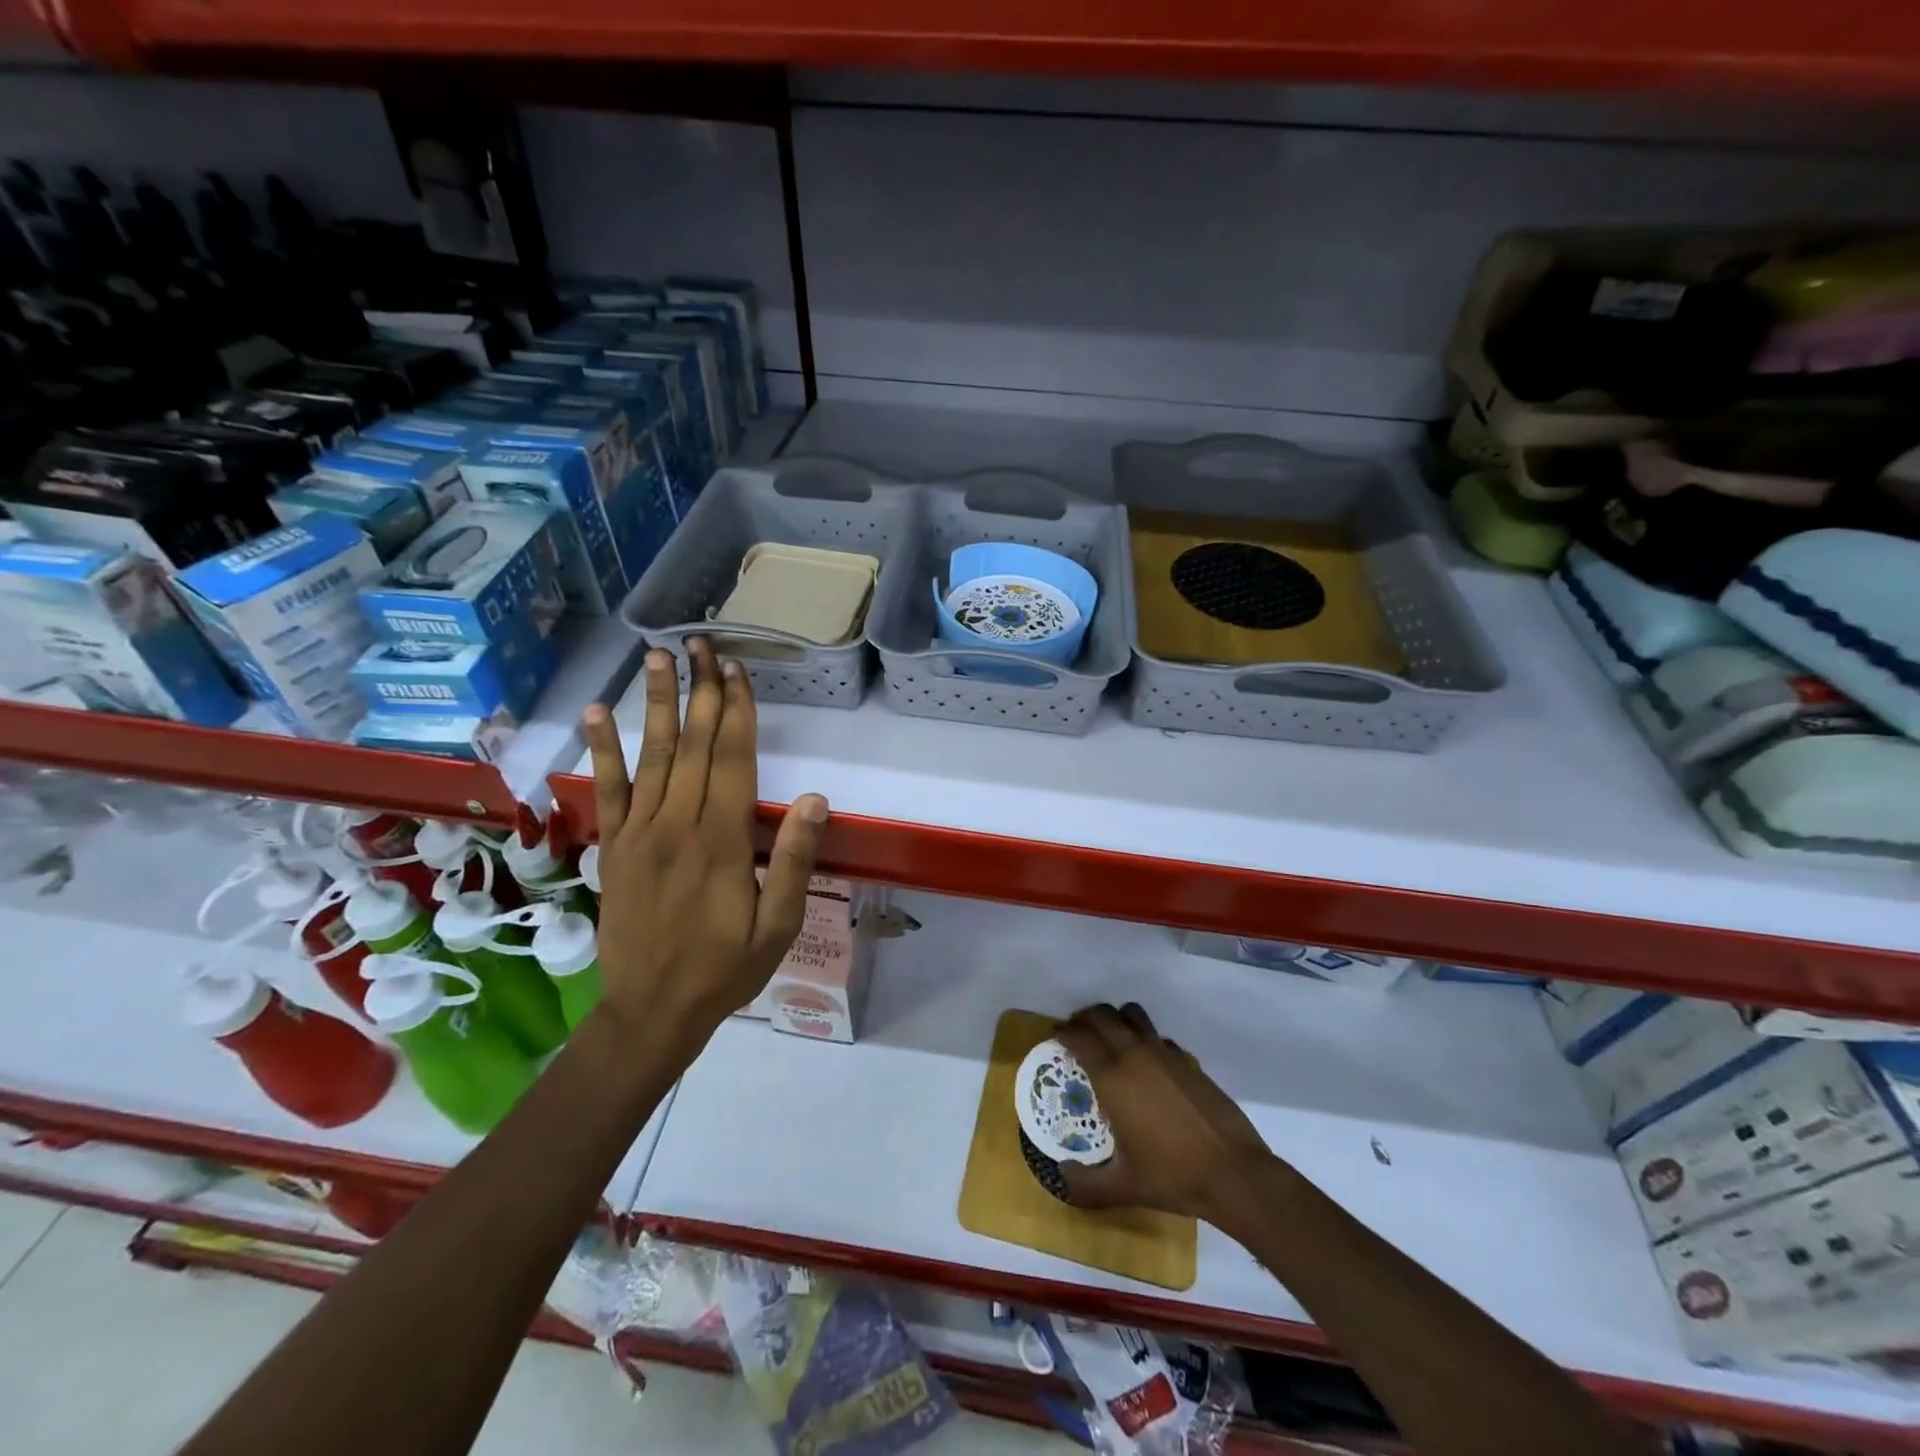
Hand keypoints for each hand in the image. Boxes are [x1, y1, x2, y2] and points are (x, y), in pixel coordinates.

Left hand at [581, 639, 828, 1038]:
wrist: (652, 1011)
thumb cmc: (726, 969)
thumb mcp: (778, 925)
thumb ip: (792, 860)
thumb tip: (815, 800)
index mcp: (721, 840)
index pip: (732, 759)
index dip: (737, 711)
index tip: (736, 670)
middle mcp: (677, 824)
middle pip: (692, 745)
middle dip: (700, 691)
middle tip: (701, 644)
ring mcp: (638, 833)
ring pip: (650, 756)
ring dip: (654, 704)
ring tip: (656, 658)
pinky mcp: (612, 848)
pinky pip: (606, 791)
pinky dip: (601, 751)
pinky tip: (595, 715)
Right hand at [1055, 1003, 1274, 1222]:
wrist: (1233, 1172)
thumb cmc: (1172, 1176)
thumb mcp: (1122, 1187)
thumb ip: (1085, 1184)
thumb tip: (1062, 1175)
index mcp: (1112, 1077)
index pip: (1079, 1037)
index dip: (1063, 1033)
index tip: (1055, 1038)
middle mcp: (1135, 1054)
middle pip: (1102, 1016)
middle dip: (1084, 1019)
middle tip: (1076, 1033)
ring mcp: (1164, 1053)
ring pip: (1132, 1015)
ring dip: (1115, 1018)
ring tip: (1109, 1036)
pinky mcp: (1188, 1060)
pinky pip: (1157, 1036)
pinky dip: (1145, 1039)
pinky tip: (1147, 1064)